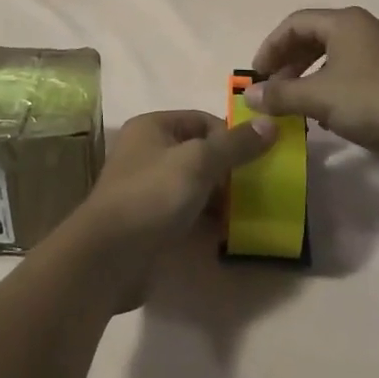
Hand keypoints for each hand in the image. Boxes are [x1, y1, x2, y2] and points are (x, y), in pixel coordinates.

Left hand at [65, 110, 276, 308]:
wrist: (108, 258)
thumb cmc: (152, 196)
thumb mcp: (199, 162)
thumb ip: (236, 145)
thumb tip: (271, 123)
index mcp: (153, 127)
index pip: (202, 120)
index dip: (231, 135)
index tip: (259, 157)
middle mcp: (147, 152)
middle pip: (199, 152)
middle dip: (229, 168)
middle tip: (259, 186)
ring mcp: (147, 188)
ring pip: (194, 184)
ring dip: (220, 196)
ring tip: (248, 211)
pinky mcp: (149, 221)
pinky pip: (185, 212)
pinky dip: (206, 218)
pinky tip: (226, 232)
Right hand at [246, 7, 378, 166]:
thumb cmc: (375, 100)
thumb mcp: (320, 98)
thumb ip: (281, 95)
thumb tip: (249, 95)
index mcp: (345, 21)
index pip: (295, 23)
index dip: (270, 47)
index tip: (257, 76)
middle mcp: (366, 26)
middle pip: (316, 37)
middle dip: (290, 63)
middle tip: (276, 90)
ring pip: (338, 55)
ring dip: (312, 76)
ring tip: (301, 104)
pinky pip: (357, 70)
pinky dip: (336, 85)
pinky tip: (334, 113)